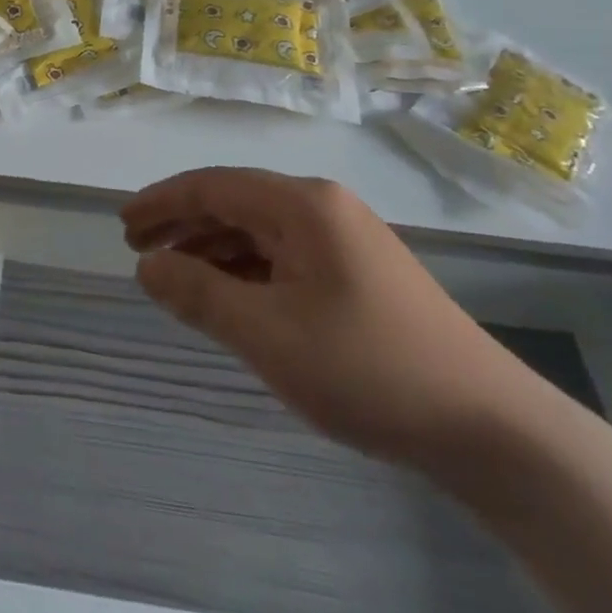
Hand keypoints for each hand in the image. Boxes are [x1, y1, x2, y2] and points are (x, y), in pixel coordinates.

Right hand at [121, 168, 542, 470]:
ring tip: (171, 275)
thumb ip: (199, 294)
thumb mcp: (268, 335)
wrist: (489, 426)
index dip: (162, 202)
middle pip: (235, 202)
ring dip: (211, 248)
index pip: (213, 186)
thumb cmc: (368, 369)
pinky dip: (245, 269)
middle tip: (137, 250)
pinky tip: (226, 293)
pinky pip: (283, 255)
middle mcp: (322, 206)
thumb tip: (147, 267)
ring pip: (259, 230)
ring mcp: (344, 237)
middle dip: (183, 224)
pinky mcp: (357, 271)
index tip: (122, 226)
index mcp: (302, 204)